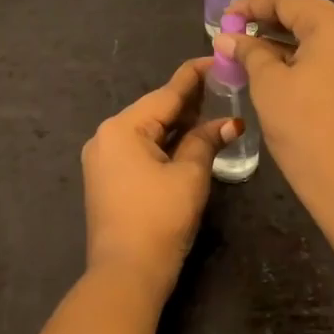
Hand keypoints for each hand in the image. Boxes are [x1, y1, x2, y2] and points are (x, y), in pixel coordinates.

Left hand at [82, 58, 240, 301]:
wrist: (124, 276)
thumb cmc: (159, 220)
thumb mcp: (189, 176)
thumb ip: (206, 141)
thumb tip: (230, 122)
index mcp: (122, 128)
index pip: (166, 93)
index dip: (195, 76)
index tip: (217, 57)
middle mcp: (106, 136)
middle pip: (155, 110)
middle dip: (189, 101)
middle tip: (223, 84)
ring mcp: (103, 158)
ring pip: (148, 130)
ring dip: (178, 123)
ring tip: (212, 107)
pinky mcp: (106, 178)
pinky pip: (139, 148)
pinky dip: (164, 142)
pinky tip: (188, 138)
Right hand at [217, 0, 333, 215]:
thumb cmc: (303, 127)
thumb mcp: (268, 84)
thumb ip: (248, 52)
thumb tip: (226, 37)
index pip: (289, 0)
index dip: (253, 5)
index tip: (225, 18)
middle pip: (307, 13)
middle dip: (268, 18)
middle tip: (235, 29)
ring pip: (317, 35)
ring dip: (283, 38)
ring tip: (248, 47)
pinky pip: (328, 55)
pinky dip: (300, 55)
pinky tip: (273, 66)